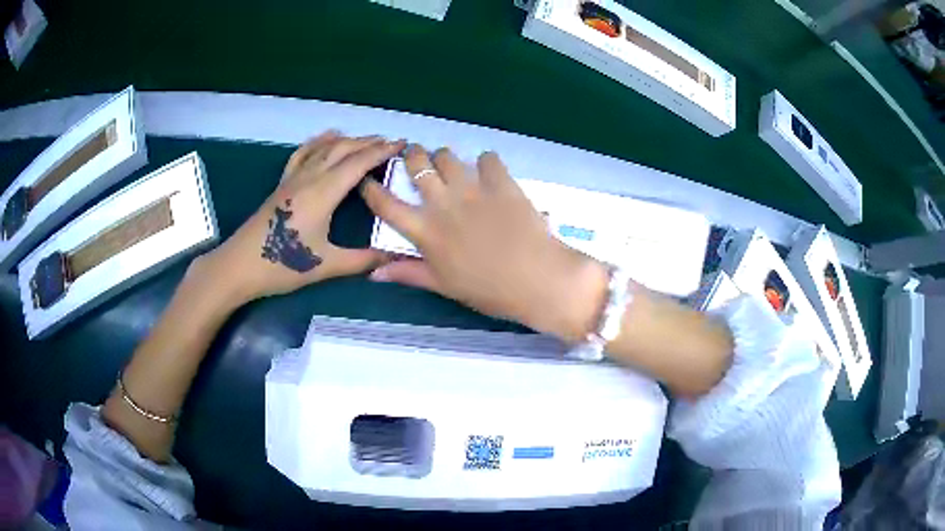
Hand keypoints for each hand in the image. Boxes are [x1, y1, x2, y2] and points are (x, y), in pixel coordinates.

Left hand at [200, 131, 405, 305]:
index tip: (403, 144)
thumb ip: (362, 260)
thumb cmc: (282, 265)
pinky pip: (303, 153)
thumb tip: (393, 258)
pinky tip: (326, 138)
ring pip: (324, 148)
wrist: (239, 266)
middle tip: (391, 143)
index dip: (382, 151)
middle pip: (343, 149)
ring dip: (347, 140)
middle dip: (369, 142)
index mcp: (323, 193)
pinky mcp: (282, 184)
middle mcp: (309, 178)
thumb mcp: (326, 265)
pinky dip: (319, 142)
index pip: (358, 163)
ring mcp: (293, 178)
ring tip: (366, 140)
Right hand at [361, 145, 608, 341]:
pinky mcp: (501, 183)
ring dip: (443, 156)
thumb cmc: (487, 290)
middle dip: (411, 156)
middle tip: (414, 156)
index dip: (371, 190)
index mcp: (425, 231)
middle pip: (417, 167)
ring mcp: (473, 190)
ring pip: (447, 157)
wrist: (536, 279)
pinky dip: (485, 162)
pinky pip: (488, 159)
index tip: (367, 180)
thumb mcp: (443, 285)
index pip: (386, 205)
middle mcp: (443, 204)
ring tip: (447, 162)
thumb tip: (373, 273)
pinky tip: (488, 171)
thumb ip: (408, 273)